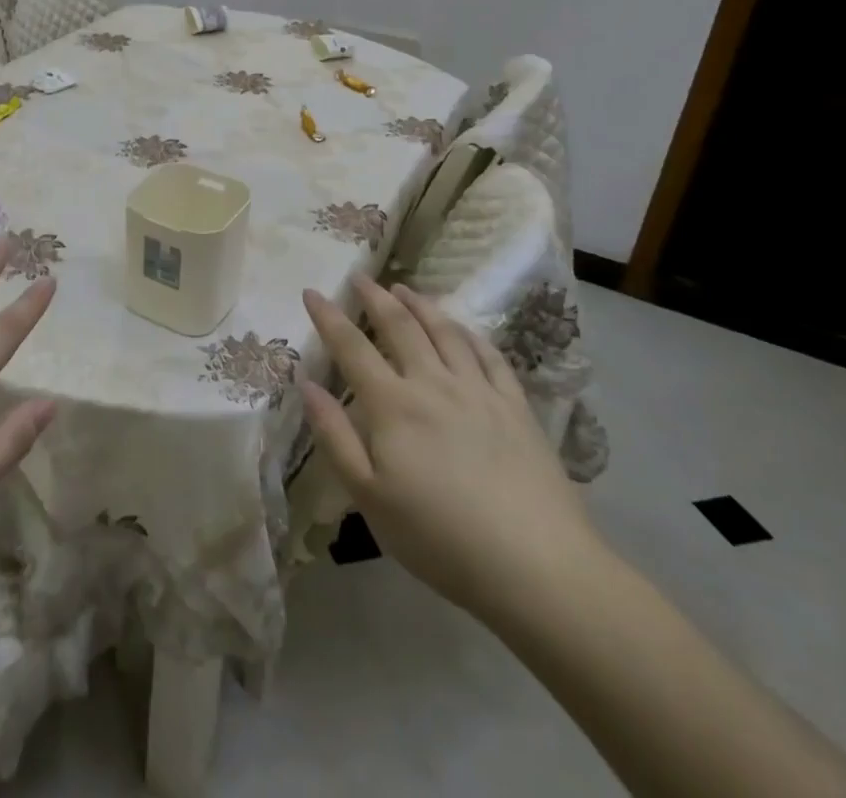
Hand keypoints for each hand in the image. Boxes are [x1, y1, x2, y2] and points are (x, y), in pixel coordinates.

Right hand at [299, 274, 604, 620]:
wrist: (538, 568)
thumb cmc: (440, 539)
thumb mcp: (369, 497)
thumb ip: (334, 436)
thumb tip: (307, 384)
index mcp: (392, 405)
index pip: (351, 347)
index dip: (328, 316)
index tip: (312, 291)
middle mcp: (433, 384)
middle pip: (400, 326)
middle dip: (375, 297)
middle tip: (360, 277)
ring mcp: (480, 392)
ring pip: (445, 331)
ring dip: (420, 304)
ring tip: (404, 288)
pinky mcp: (517, 407)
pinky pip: (489, 356)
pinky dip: (469, 334)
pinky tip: (462, 330)